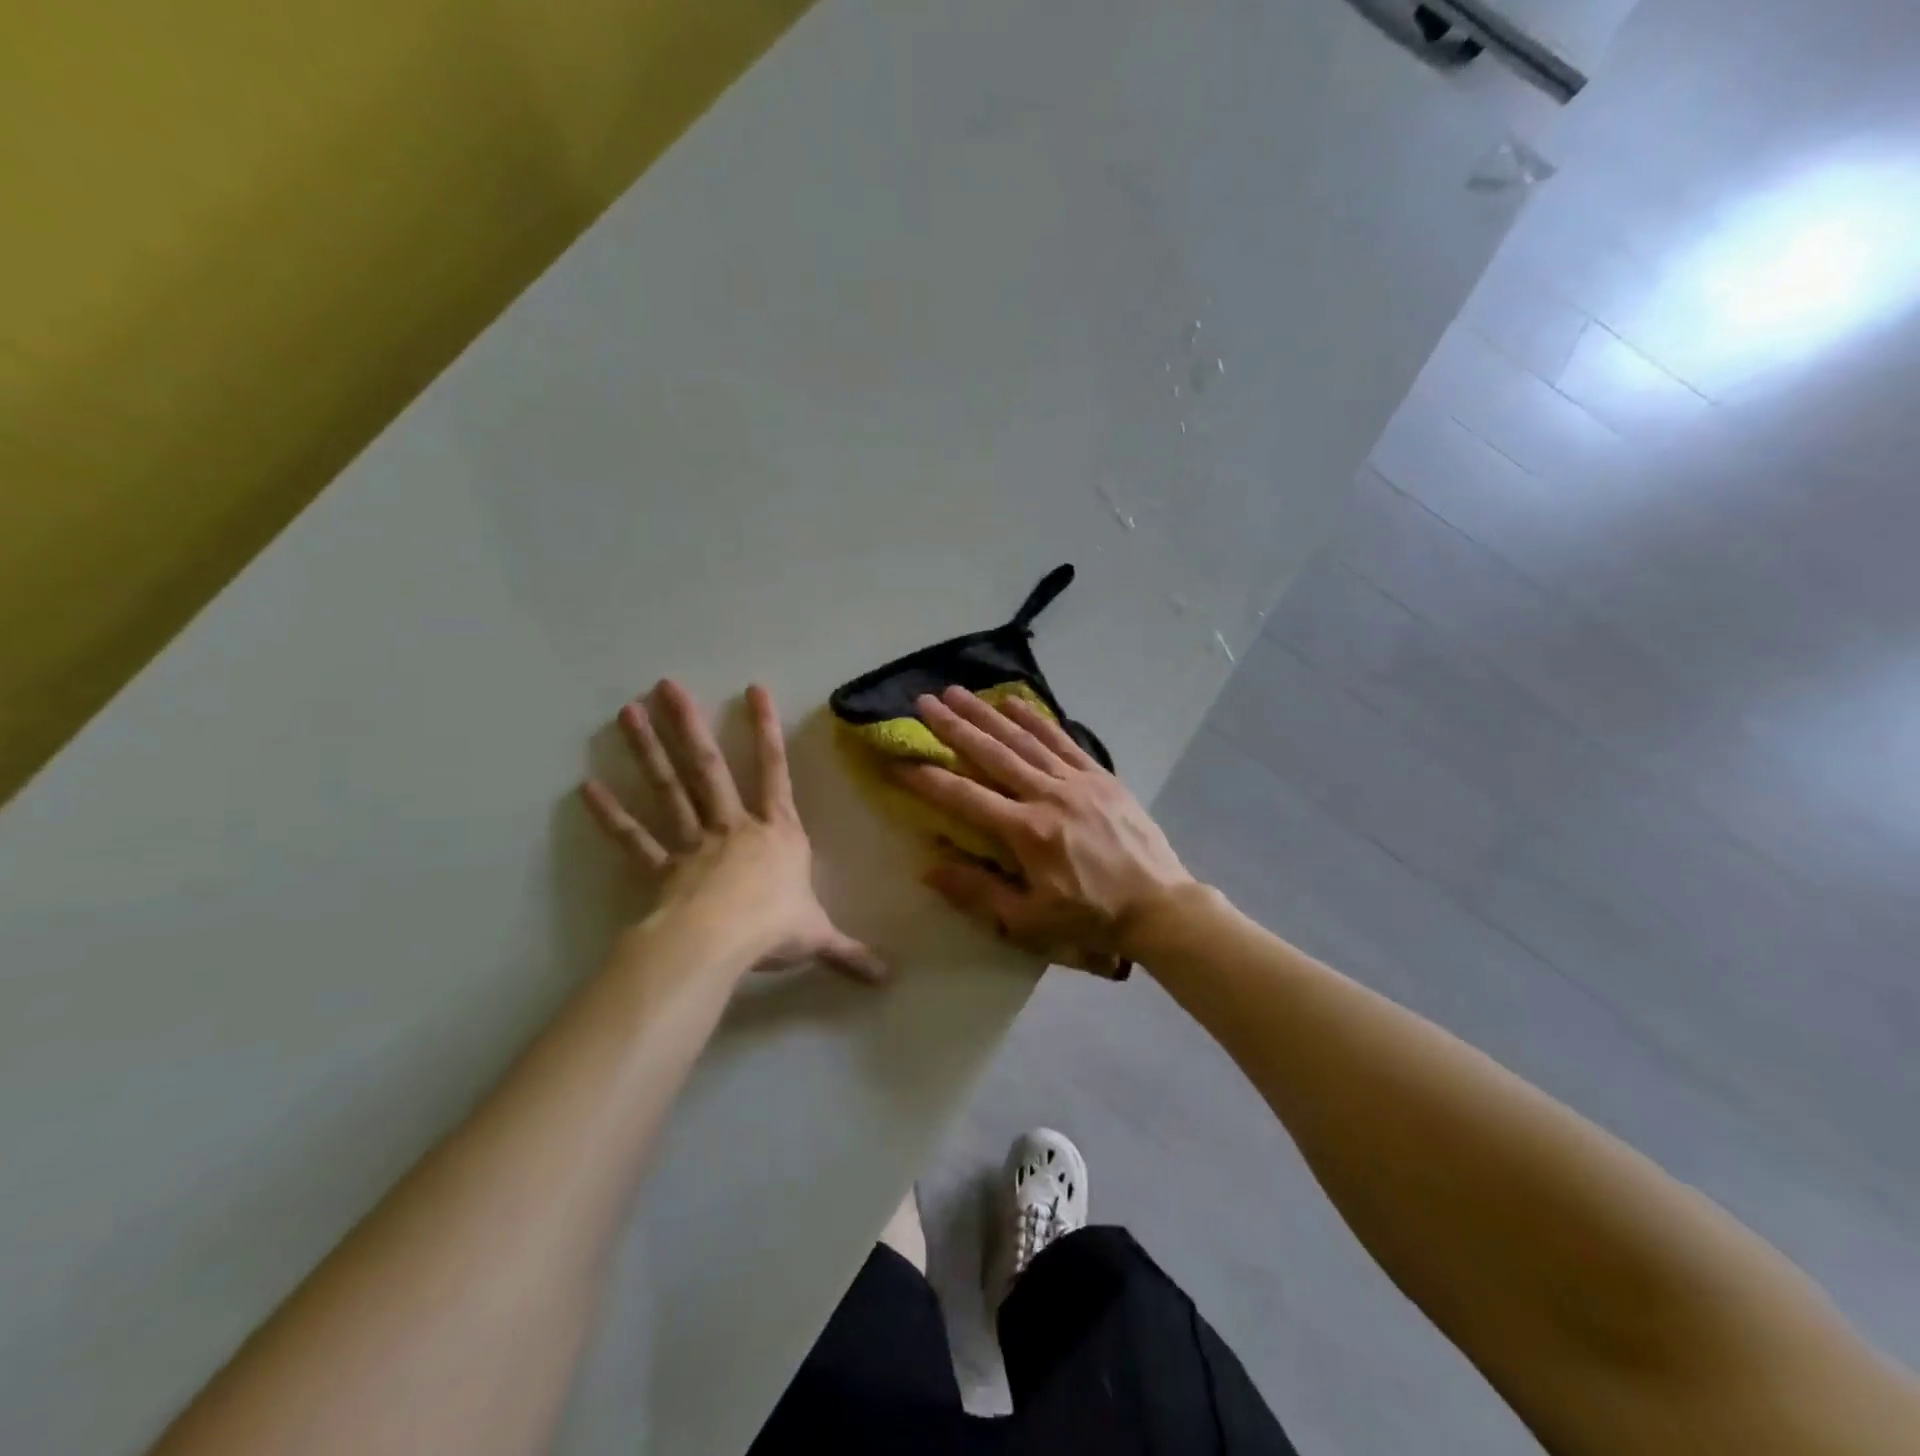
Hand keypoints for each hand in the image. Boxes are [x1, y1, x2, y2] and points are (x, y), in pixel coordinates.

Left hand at [580, 680, 886, 982]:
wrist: (720, 945)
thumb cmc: (774, 929)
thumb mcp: (819, 938)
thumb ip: (849, 953)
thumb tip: (887, 976)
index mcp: (777, 833)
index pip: (775, 771)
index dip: (766, 730)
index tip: (753, 689)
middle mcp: (733, 827)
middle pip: (709, 768)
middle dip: (688, 725)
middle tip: (664, 685)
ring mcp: (693, 844)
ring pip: (669, 790)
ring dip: (647, 751)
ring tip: (626, 713)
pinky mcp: (661, 869)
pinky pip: (634, 839)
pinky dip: (611, 815)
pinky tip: (586, 788)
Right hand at [893, 686, 1195, 971]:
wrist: (1159, 906)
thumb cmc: (1090, 919)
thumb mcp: (1030, 920)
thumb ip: (978, 891)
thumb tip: (929, 867)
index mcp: (1026, 832)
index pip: (965, 797)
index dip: (927, 779)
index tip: (898, 761)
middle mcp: (1047, 795)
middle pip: (991, 754)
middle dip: (954, 727)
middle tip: (924, 703)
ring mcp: (1077, 781)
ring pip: (1023, 739)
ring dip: (987, 714)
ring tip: (957, 691)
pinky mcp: (1100, 776)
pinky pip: (1062, 740)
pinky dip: (1037, 719)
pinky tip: (1015, 702)